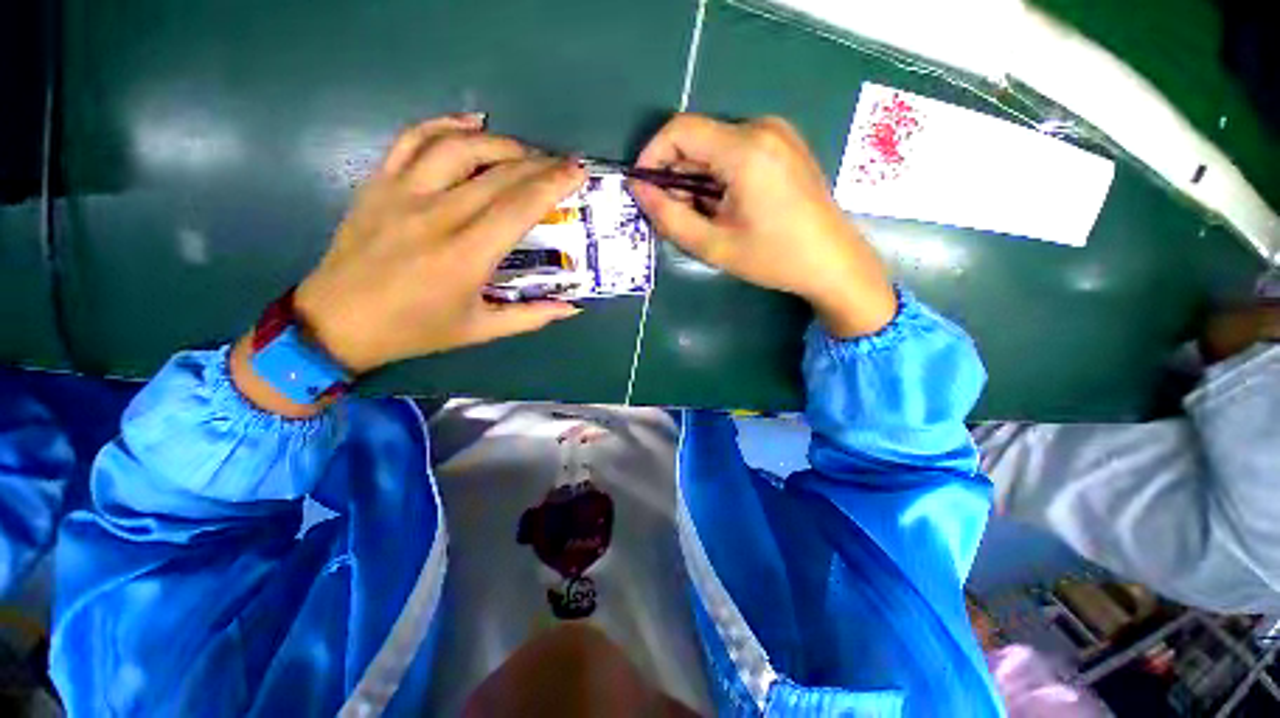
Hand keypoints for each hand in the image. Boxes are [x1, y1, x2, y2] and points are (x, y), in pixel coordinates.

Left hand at [232, 114, 585, 415]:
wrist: (338, 322)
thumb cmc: (415, 330)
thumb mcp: (481, 330)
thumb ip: (531, 317)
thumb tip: (572, 308)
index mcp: (466, 256)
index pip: (519, 207)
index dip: (553, 185)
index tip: (577, 172)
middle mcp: (437, 216)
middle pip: (498, 174)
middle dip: (539, 163)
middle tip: (562, 163)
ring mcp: (402, 193)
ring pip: (458, 147)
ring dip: (500, 143)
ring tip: (525, 152)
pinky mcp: (379, 184)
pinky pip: (412, 139)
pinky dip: (444, 125)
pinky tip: (471, 123)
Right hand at [629, 114, 895, 337]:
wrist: (833, 262)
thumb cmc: (774, 258)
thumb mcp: (714, 245)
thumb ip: (670, 217)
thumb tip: (639, 190)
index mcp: (745, 150)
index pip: (679, 130)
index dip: (652, 156)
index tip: (643, 189)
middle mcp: (762, 128)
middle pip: (698, 139)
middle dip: (676, 175)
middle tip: (674, 215)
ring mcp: (778, 133)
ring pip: (715, 147)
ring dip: (697, 179)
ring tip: (703, 218)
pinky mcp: (785, 145)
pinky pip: (736, 150)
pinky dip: (718, 176)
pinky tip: (725, 207)